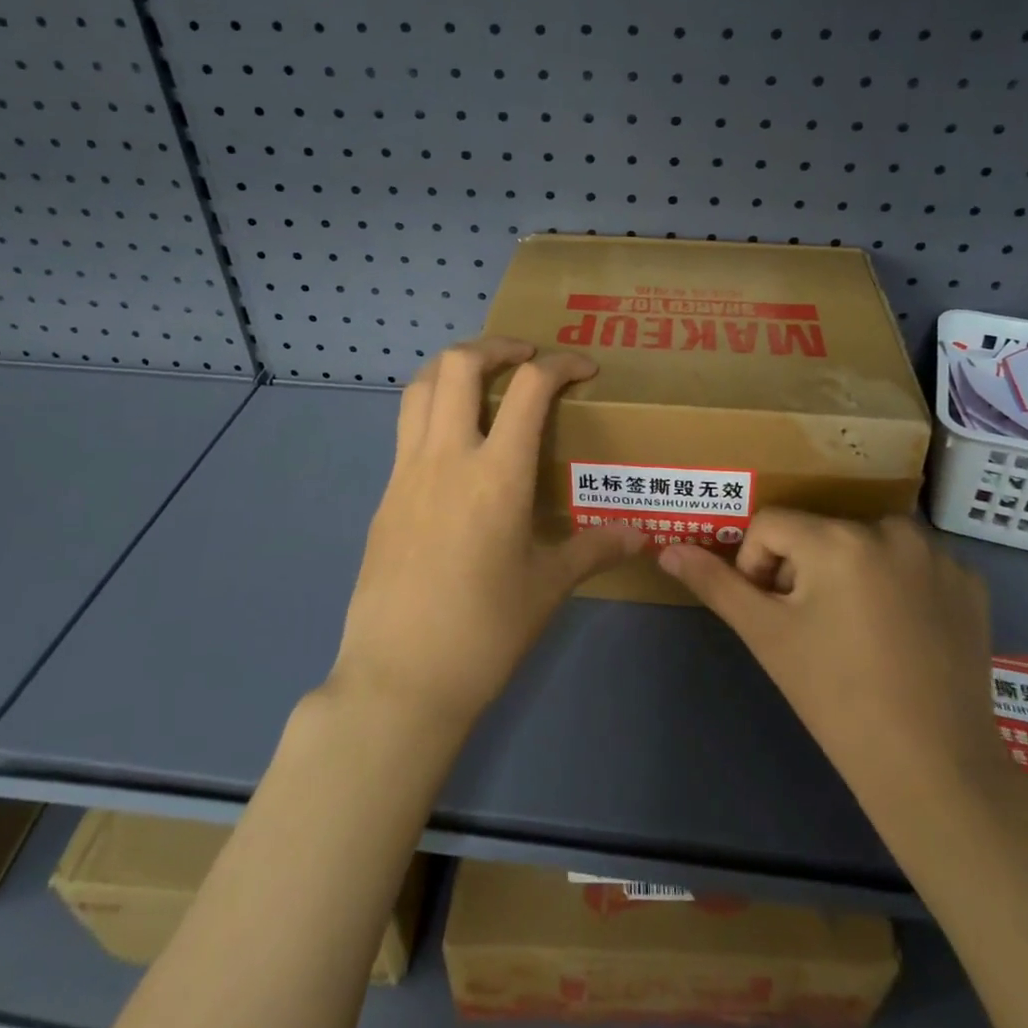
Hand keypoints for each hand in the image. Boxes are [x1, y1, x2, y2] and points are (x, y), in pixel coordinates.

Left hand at [329, 337, 644, 727]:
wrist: (398, 681)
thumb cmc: (484, 633)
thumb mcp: (548, 587)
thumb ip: (595, 548)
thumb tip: (643, 535)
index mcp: (496, 475)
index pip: (531, 388)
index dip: (562, 365)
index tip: (585, 369)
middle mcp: (447, 457)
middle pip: (459, 364)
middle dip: (497, 346)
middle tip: (526, 357)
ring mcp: (406, 472)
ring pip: (421, 386)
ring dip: (455, 367)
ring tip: (485, 380)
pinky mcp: (384, 494)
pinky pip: (406, 427)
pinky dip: (433, 406)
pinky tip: (457, 443)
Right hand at [658, 512, 1006, 807]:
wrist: (935, 770)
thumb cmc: (836, 698)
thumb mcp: (766, 636)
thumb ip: (715, 584)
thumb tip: (668, 549)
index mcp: (837, 538)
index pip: (770, 526)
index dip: (758, 568)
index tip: (776, 617)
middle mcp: (891, 529)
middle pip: (820, 533)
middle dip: (805, 572)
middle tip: (816, 630)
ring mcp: (939, 554)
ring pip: (866, 543)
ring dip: (851, 573)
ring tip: (859, 632)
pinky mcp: (971, 579)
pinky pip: (913, 564)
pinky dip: (899, 585)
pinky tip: (903, 633)